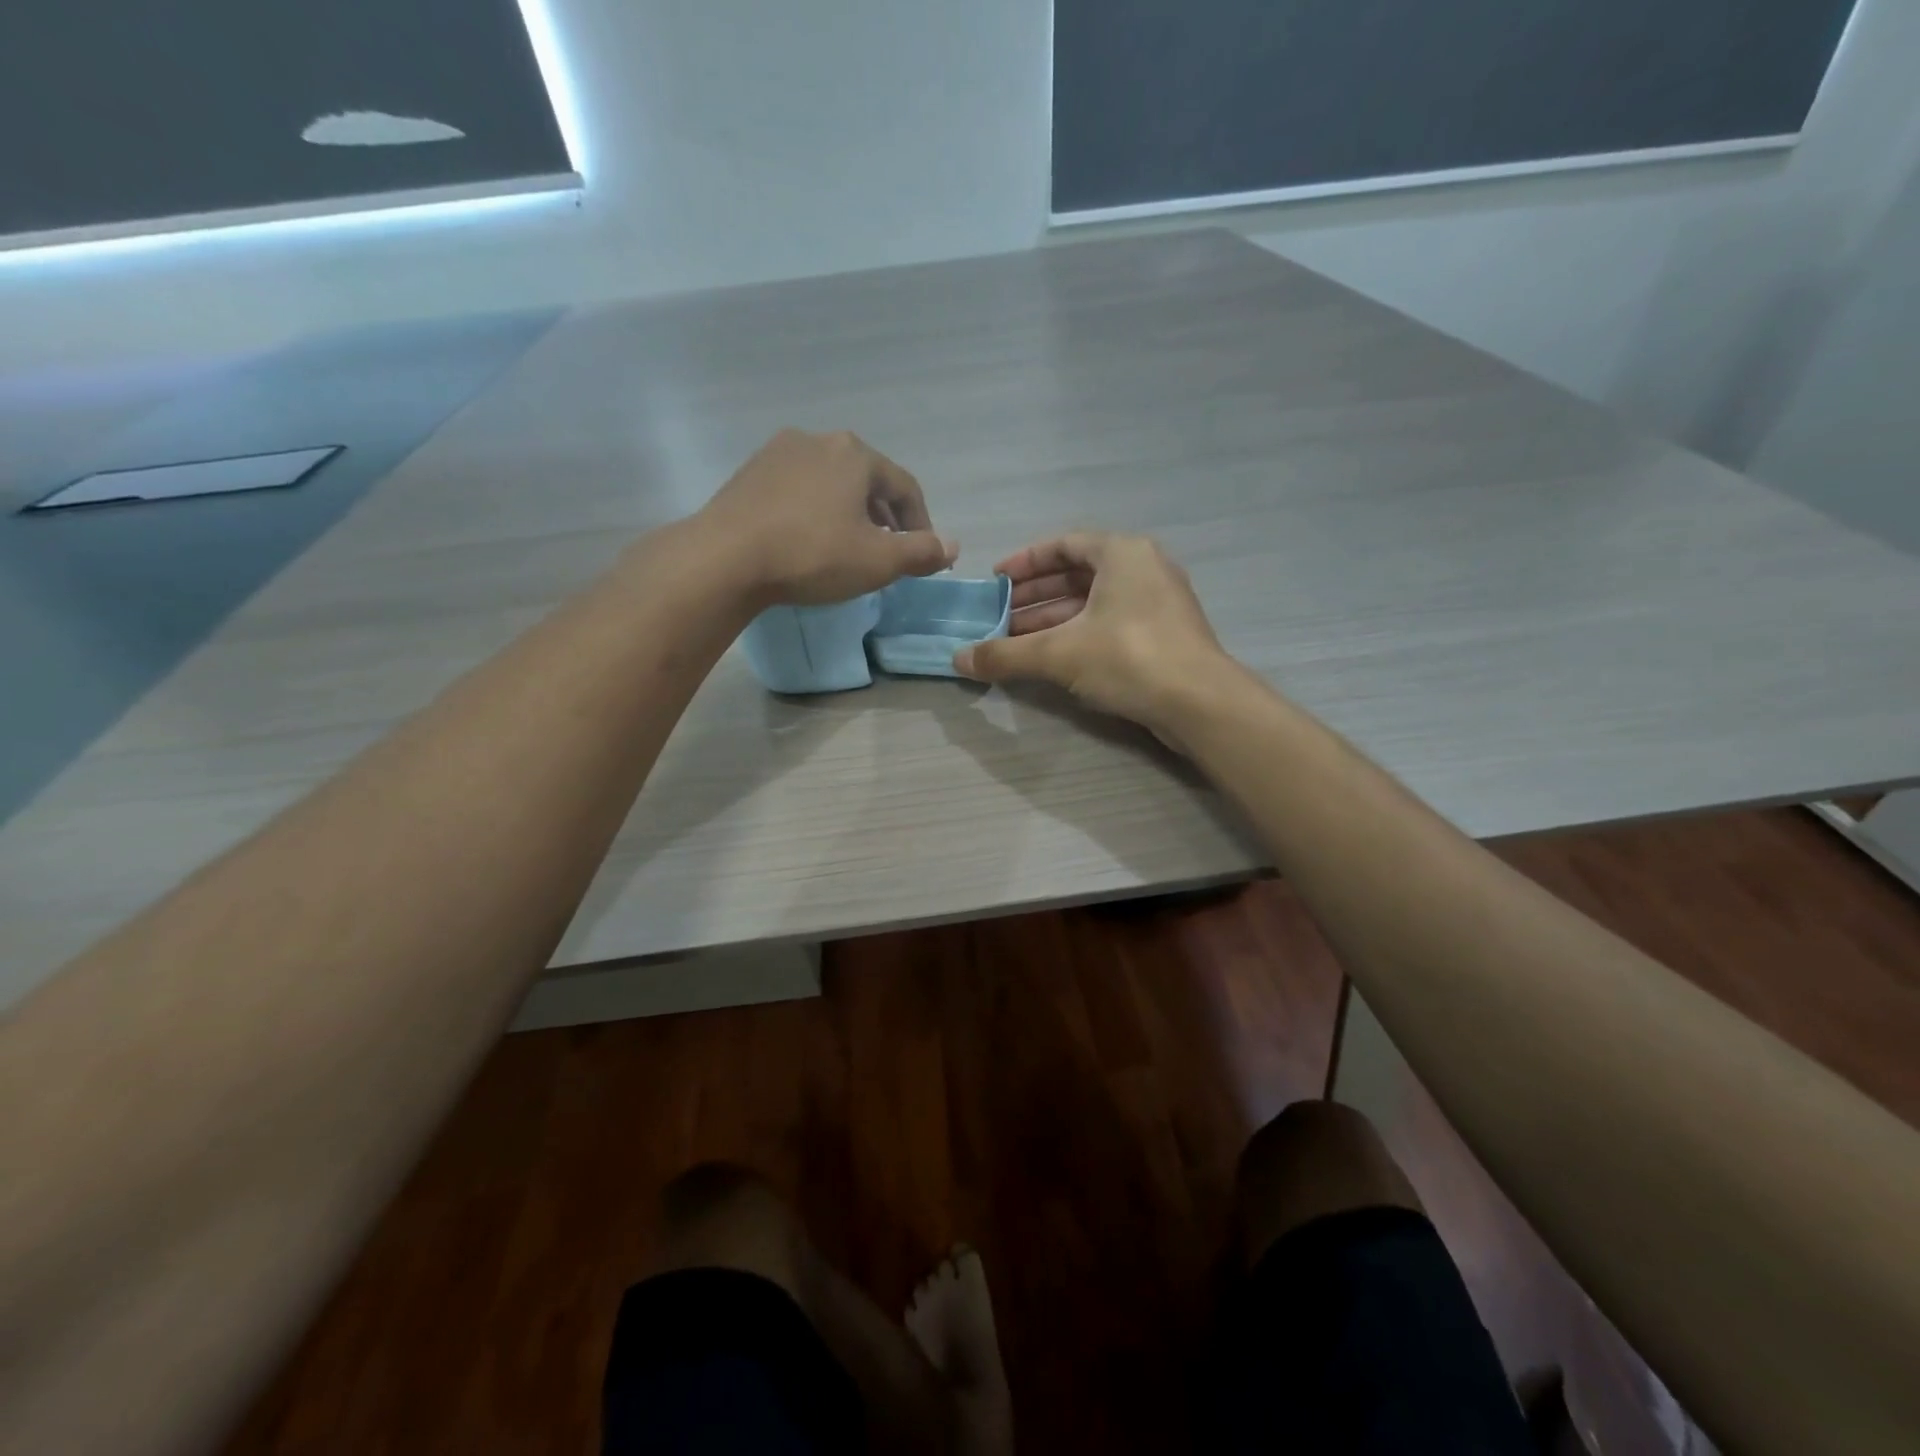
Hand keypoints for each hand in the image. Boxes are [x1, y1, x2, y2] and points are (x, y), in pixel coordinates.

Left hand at [698, 429, 956, 605]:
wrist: (725, 558)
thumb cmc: (812, 555)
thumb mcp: (877, 561)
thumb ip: (921, 552)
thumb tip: (953, 546)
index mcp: (855, 454)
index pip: (905, 487)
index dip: (921, 523)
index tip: (923, 554)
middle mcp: (819, 440)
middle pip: (867, 480)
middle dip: (884, 517)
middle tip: (888, 552)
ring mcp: (778, 452)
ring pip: (830, 482)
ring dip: (848, 512)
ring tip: (848, 546)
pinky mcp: (750, 473)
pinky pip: (798, 489)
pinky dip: (814, 511)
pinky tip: (808, 539)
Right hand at [954, 533, 1236, 742]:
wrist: (1200, 703)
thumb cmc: (1128, 657)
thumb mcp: (1059, 653)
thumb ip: (1006, 654)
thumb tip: (957, 659)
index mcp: (1122, 553)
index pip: (1063, 544)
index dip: (1024, 562)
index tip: (994, 582)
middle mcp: (1143, 568)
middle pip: (1077, 574)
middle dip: (1034, 596)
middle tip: (999, 617)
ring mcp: (1157, 602)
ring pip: (1093, 602)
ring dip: (1053, 619)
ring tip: (1016, 641)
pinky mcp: (1164, 635)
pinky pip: (1110, 623)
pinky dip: (1078, 634)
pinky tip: (1052, 658)